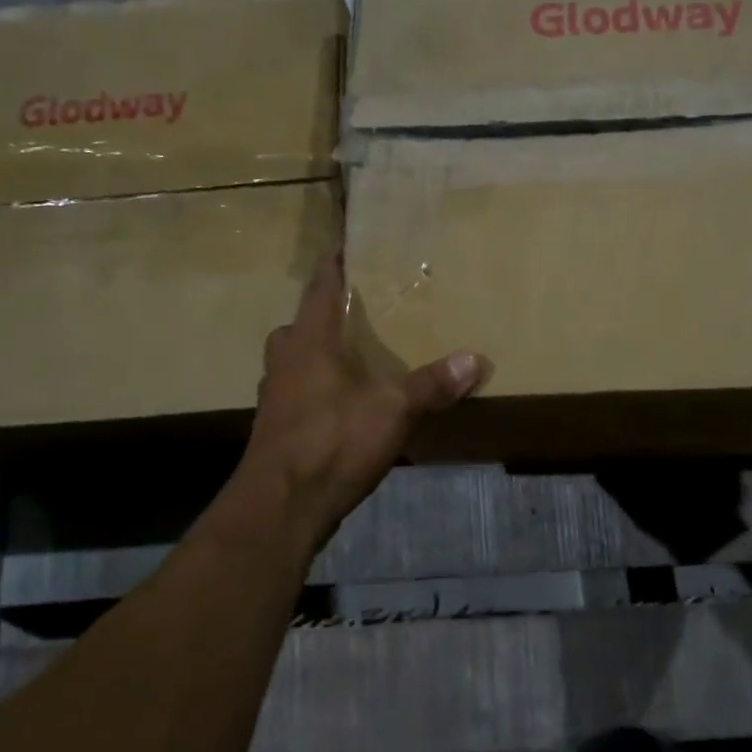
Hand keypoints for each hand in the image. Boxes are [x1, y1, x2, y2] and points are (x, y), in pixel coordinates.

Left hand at [237, 257, 485, 552]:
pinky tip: (345, 403)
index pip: (321, 286)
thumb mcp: (393, 409)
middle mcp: (285, 359)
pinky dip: (319, 387)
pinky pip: (299, 391)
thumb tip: (476, 359)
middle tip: (361, 308)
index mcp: (309, 339)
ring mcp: (275, 395)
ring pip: (297, 359)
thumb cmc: (332, 440)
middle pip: (302, 323)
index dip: (335, 264)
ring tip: (357, 354)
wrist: (281, 507)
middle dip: (327, 312)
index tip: (348, 244)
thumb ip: (433, 384)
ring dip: (320, 352)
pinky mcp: (277, 428)